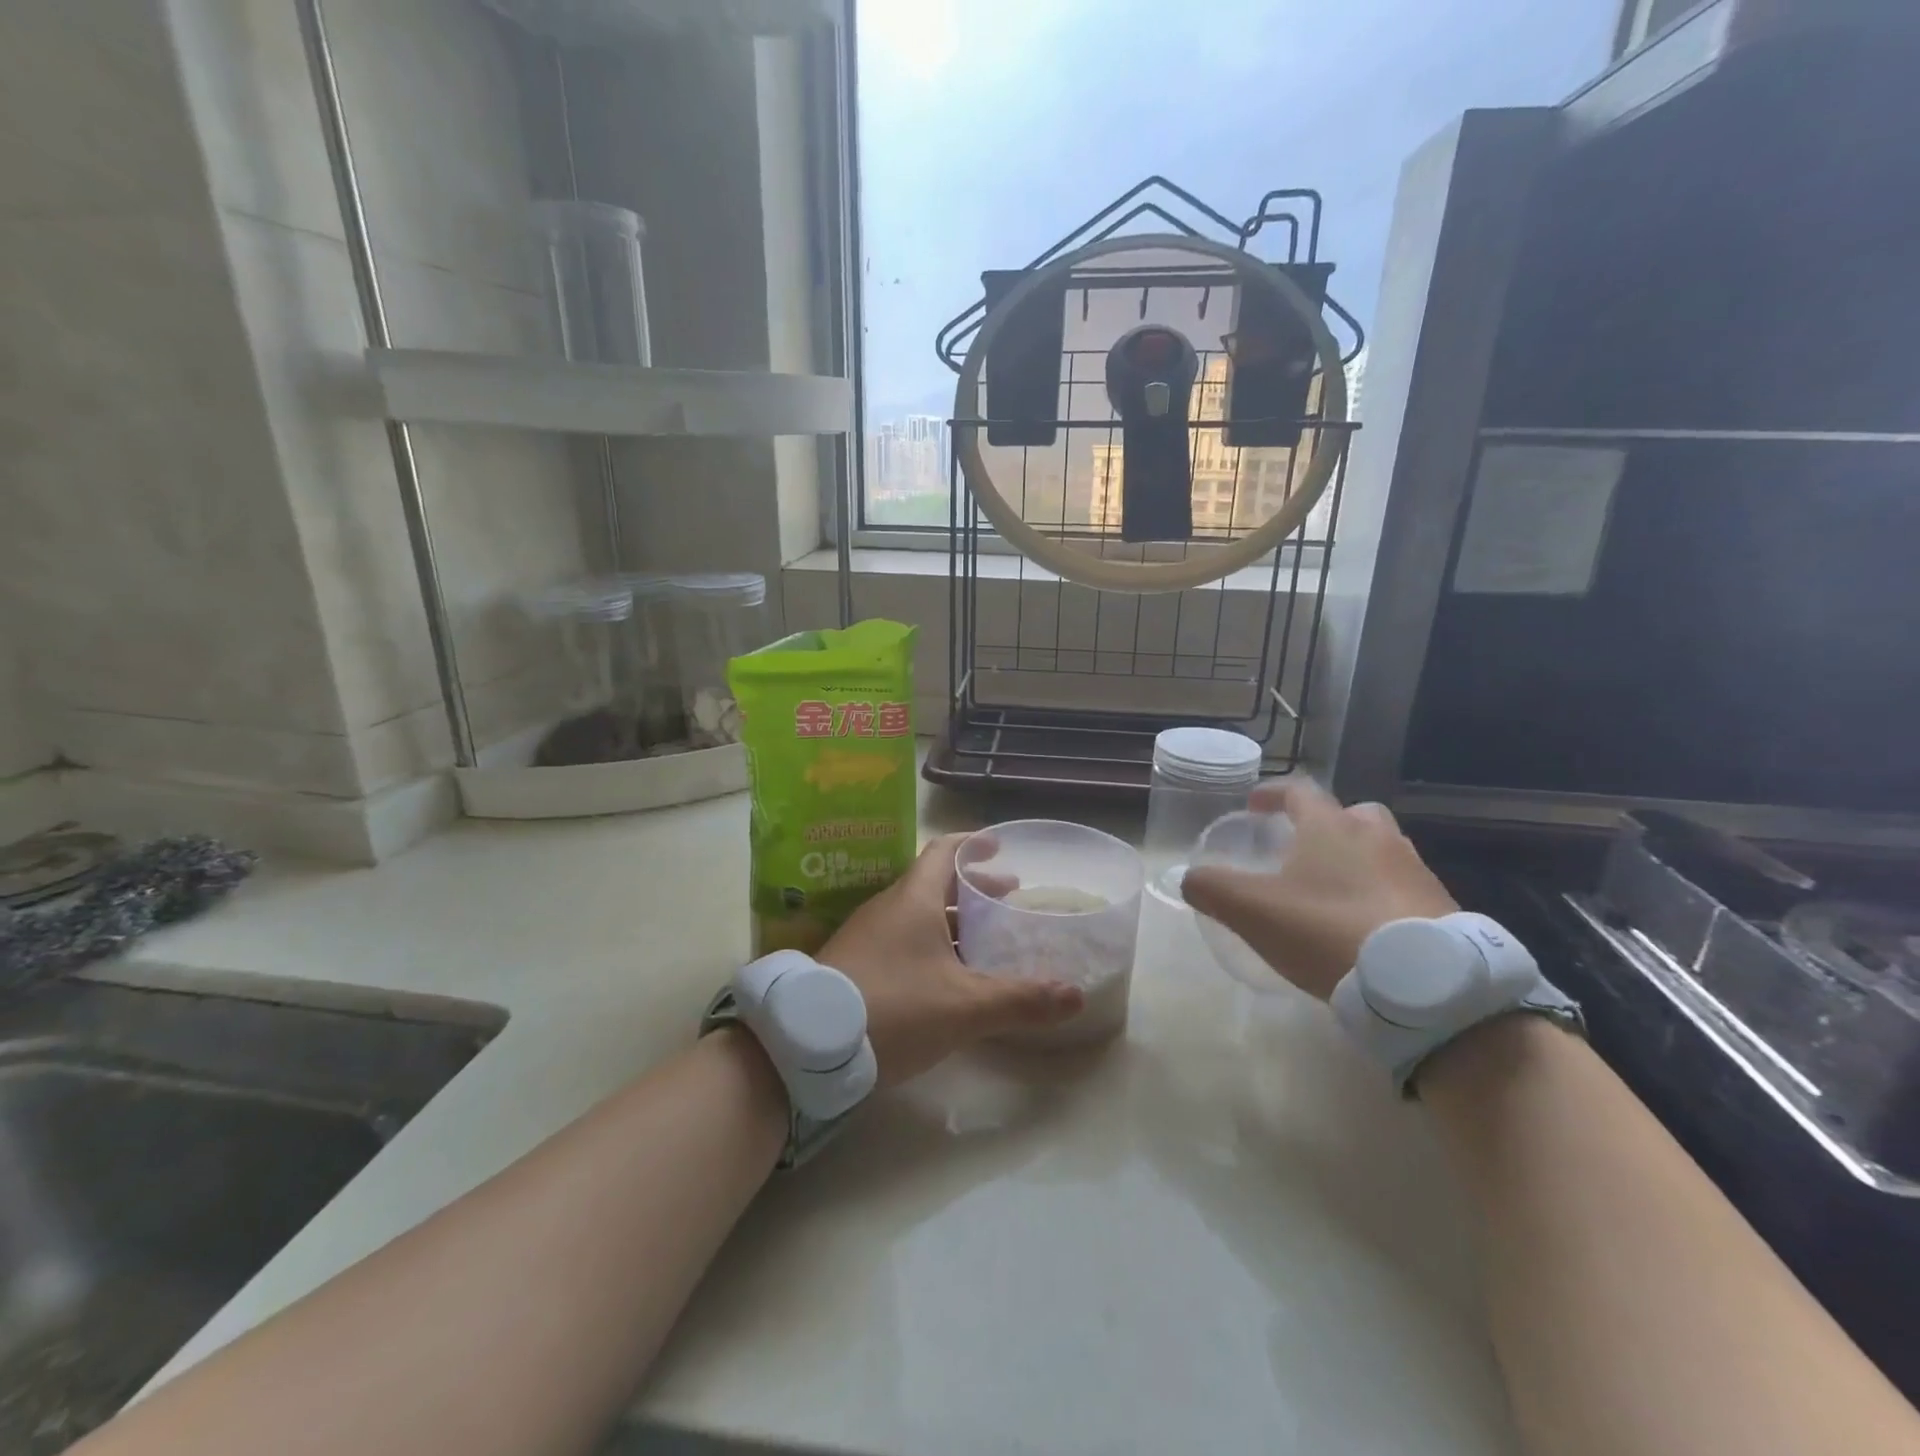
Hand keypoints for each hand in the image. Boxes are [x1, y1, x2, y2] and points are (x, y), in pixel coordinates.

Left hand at [817, 833, 1084, 1085]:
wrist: (807, 1044)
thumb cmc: (893, 1007)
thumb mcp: (964, 1006)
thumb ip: (1020, 1000)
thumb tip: (1075, 996)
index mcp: (913, 899)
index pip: (945, 851)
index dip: (973, 844)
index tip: (999, 845)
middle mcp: (888, 908)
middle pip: (934, 883)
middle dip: (972, 888)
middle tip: (1007, 896)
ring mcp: (866, 935)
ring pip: (916, 914)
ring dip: (951, 919)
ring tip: (982, 938)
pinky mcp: (853, 964)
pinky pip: (900, 940)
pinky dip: (929, 944)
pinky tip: (944, 975)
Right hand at [1180, 778, 1457, 999]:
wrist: (1422, 983)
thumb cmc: (1327, 930)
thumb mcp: (1253, 911)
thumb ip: (1212, 889)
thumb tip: (1188, 877)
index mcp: (1331, 827)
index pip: (1299, 791)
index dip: (1273, 794)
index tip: (1254, 806)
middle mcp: (1377, 837)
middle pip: (1351, 814)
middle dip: (1324, 824)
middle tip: (1303, 849)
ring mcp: (1414, 870)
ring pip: (1380, 849)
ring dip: (1355, 860)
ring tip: (1332, 892)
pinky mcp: (1440, 906)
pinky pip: (1401, 886)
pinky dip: (1380, 894)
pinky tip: (1365, 926)